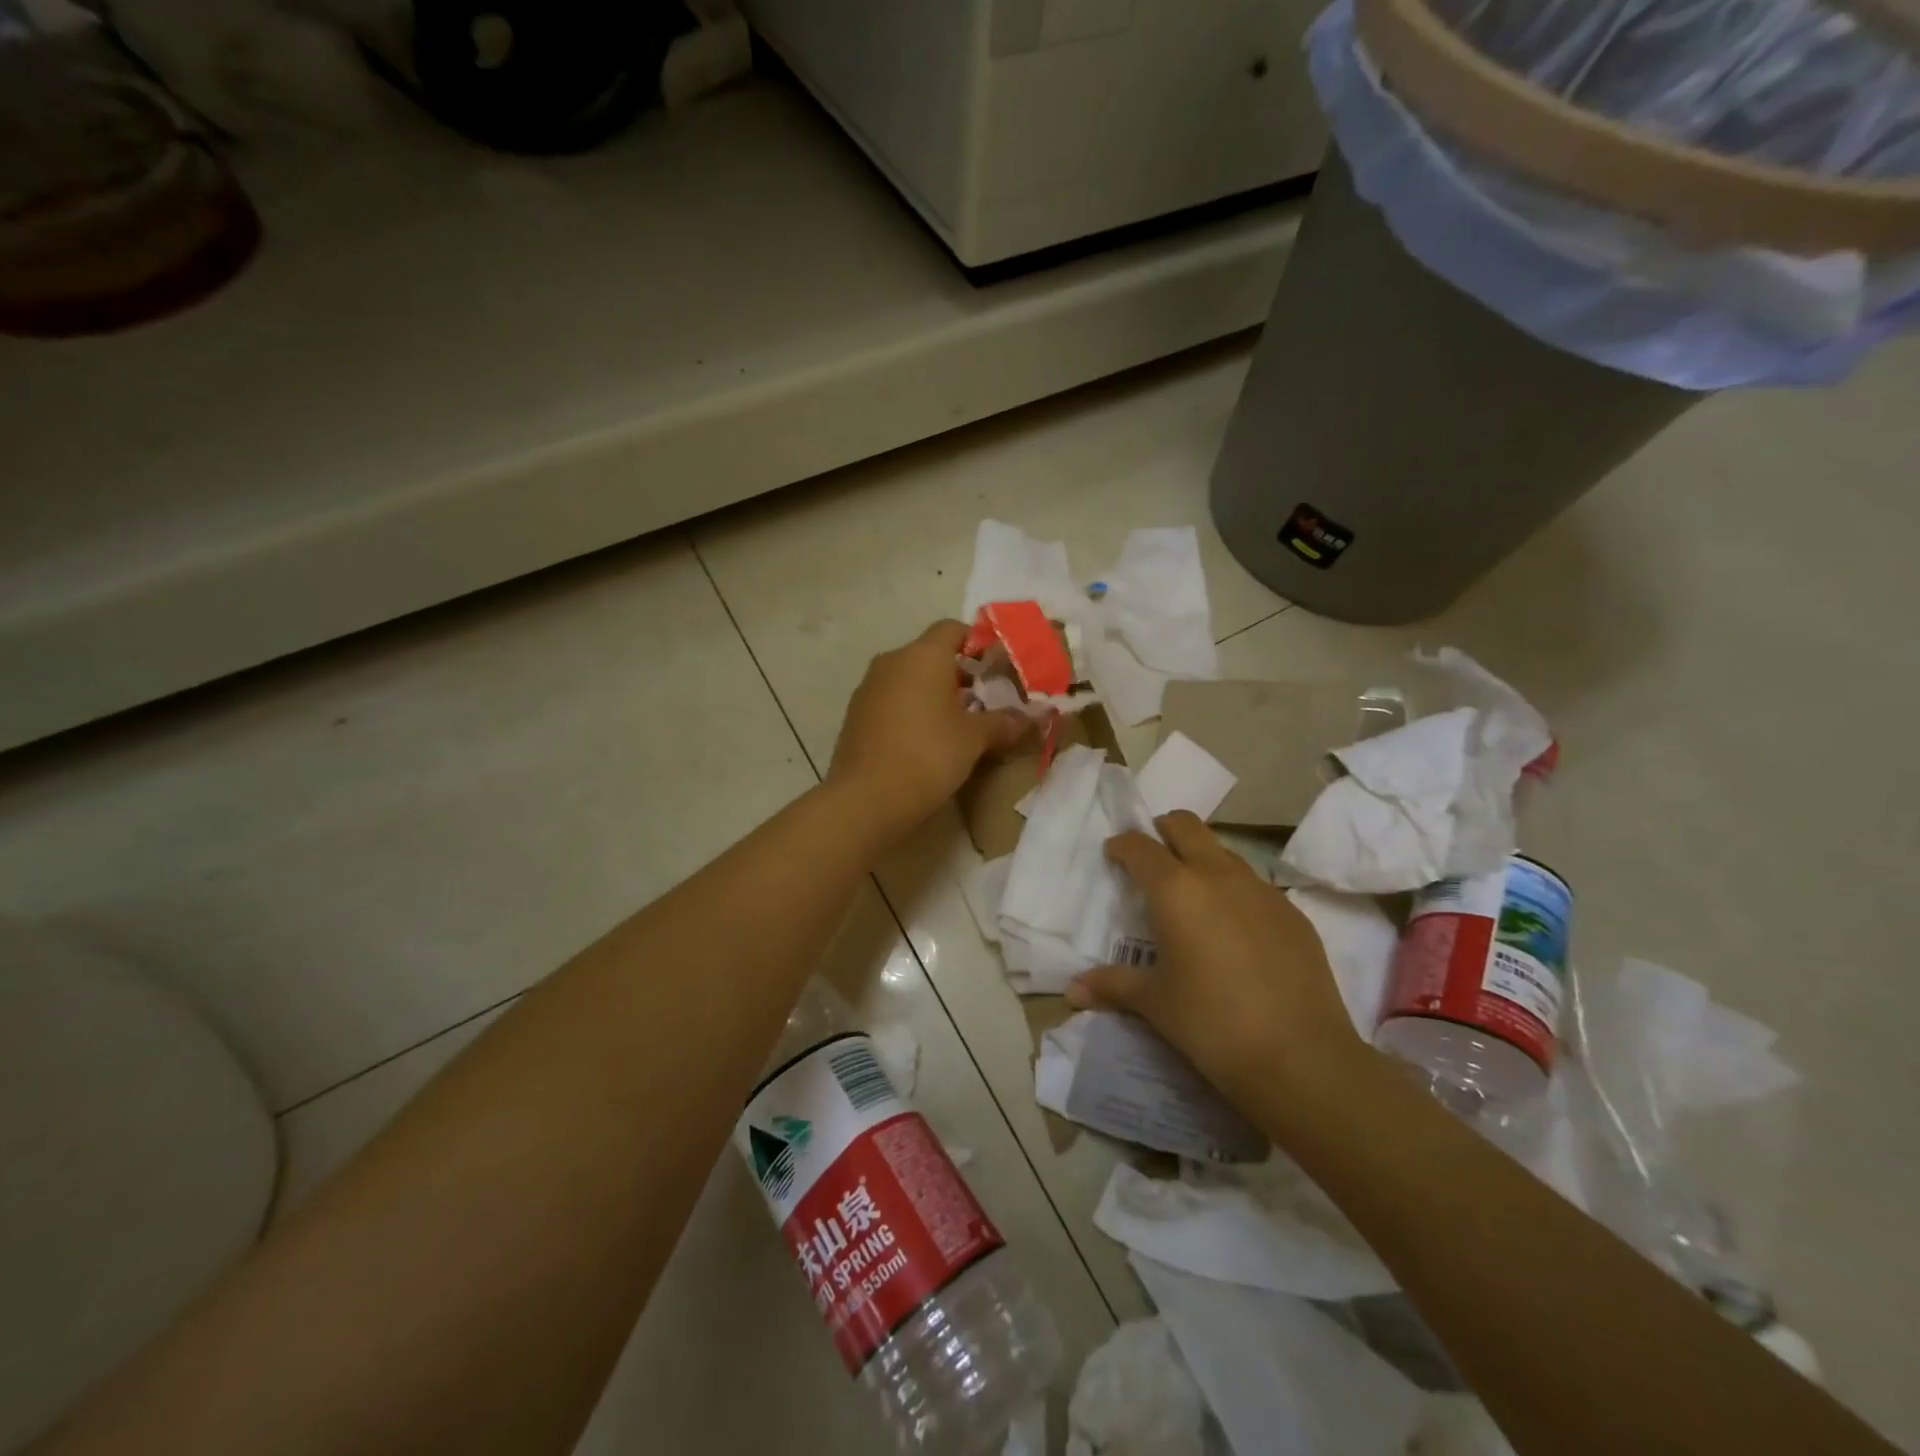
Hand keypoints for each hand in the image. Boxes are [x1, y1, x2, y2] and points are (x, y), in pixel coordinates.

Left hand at [828, 621, 1028, 836]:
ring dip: (932, 694)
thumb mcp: (974, 739)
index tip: (995, 668)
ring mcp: (868, 688)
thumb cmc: (928, 755)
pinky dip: (910, 711)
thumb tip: (1029, 717)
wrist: (866, 798)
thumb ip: (1003, 722)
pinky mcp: (855, 716)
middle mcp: (891, 662)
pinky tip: (924, 742)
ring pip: (908, 679)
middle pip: (929, 654)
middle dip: (958, 674)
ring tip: (956, 725)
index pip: (952, 628)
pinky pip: (890, 702)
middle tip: (983, 702)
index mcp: (922, 655)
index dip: (977, 643)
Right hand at [1065, 812, 1367, 1113]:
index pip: (1141, 848)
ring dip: (1203, 858)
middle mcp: (1218, 876)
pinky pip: (1255, 886)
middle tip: (1153, 854)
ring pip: (1225, 852)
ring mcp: (1262, 891)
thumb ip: (1112, 985)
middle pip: (1187, 826)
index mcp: (1176, 890)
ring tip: (1193, 894)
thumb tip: (1072, 990)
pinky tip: (1235, 930)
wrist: (1300, 1056)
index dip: (1123, 845)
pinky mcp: (1293, 913)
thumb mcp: (1155, 1003)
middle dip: (1165, 829)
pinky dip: (1235, 891)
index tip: (1114, 853)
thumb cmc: (1212, 1022)